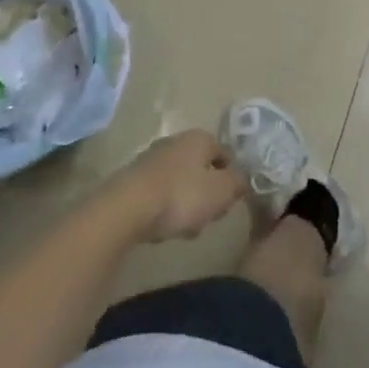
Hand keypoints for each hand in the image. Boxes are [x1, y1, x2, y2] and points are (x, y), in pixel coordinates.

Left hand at [113, 129, 247, 242]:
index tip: (228, 202)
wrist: (126, 209)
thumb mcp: (221, 192)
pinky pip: (158, 193)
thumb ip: (238, 183)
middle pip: (201, 169)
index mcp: (200, 138)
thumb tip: (242, 179)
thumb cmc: (181, 196)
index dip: (230, 179)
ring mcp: (151, 159)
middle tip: (206, 217)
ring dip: (185, 204)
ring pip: (180, 182)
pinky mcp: (132, 179)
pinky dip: (163, 208)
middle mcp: (176, 141)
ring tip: (183, 229)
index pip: (225, 155)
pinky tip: (161, 227)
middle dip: (206, 194)